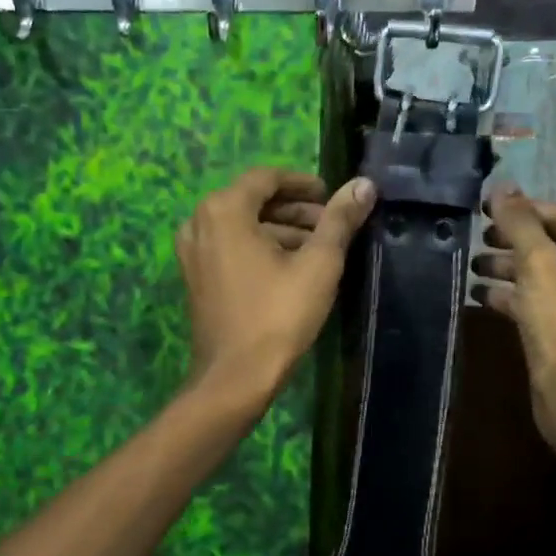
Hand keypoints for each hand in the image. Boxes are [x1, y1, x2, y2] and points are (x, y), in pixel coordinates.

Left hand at [175, 168, 376, 399]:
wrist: (235, 377)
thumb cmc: (278, 315)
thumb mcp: (318, 264)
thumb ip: (340, 219)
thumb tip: (364, 184)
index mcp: (224, 209)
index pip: (267, 178)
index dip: (303, 183)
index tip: (332, 197)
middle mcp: (199, 222)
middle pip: (253, 201)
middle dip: (295, 210)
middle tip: (332, 224)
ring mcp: (192, 252)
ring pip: (242, 226)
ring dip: (280, 230)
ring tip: (319, 248)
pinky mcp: (195, 277)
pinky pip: (230, 247)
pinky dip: (260, 248)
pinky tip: (291, 268)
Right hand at [473, 186, 555, 440]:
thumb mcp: (539, 266)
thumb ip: (520, 223)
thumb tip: (501, 185)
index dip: (522, 210)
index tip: (483, 206)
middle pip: (552, 245)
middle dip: (512, 240)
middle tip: (476, 235)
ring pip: (542, 275)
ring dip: (507, 268)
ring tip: (471, 264)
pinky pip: (538, 301)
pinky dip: (511, 295)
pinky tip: (478, 294)